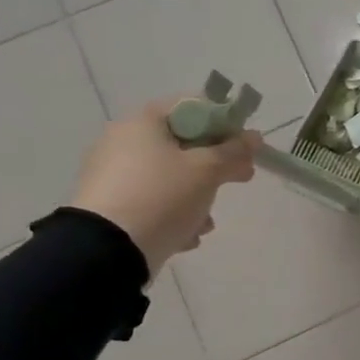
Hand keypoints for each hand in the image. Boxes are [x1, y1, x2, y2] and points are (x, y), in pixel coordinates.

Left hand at [68, 100, 260, 273]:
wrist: (105, 252)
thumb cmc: (162, 196)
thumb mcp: (208, 171)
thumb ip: (235, 151)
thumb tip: (254, 137)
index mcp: (143, 122)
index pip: (194, 107)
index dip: (225, 123)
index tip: (244, 146)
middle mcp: (123, 141)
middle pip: (184, 144)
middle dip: (215, 166)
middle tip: (241, 178)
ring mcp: (113, 175)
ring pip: (170, 177)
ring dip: (197, 196)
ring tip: (207, 223)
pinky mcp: (110, 206)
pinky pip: (152, 201)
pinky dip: (173, 214)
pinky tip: (186, 236)